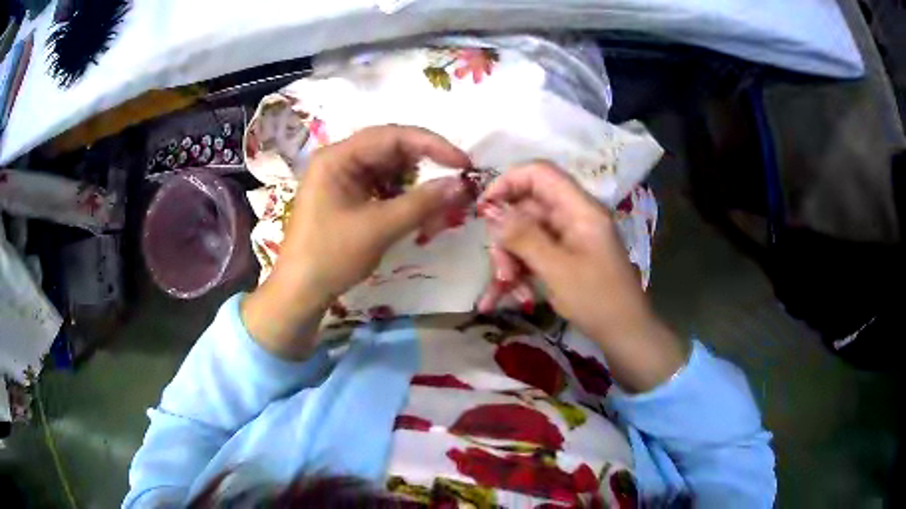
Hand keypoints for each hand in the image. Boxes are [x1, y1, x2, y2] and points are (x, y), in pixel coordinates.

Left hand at [243, 125, 472, 358]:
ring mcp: (343, 177)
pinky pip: (382, 186)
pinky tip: (419, 211)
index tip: (463, 163)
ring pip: (390, 169)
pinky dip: (403, 196)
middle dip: (426, 164)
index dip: (432, 145)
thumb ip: (422, 203)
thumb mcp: (379, 228)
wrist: (300, 292)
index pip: (392, 136)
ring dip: (417, 183)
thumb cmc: (331, 256)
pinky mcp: (347, 195)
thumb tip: (462, 185)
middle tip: (457, 179)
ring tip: (440, 201)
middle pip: (392, 149)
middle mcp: (340, 159)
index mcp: (338, 157)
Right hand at [478, 162, 686, 391]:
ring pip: (526, 235)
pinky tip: (505, 296)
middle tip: (501, 269)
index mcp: (579, 209)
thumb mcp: (556, 268)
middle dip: (507, 238)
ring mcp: (569, 238)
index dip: (508, 182)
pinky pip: (534, 254)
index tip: (484, 208)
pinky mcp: (565, 257)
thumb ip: (523, 236)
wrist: (625, 333)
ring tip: (507, 289)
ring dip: (511, 260)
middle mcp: (573, 217)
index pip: (540, 174)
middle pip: (527, 209)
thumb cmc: (597, 299)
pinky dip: (520, 272)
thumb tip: (491, 210)